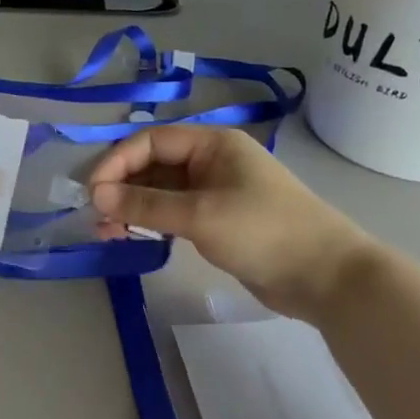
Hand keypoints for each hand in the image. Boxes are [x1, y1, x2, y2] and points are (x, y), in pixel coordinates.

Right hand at [86, 126, 378, 321]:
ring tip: (107, 232)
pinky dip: (152, 223)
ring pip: (161, 192)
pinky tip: (133, 237)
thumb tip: (98, 196)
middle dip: (122, 188)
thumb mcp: (200, 215)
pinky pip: (174, 213)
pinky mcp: (218, 220)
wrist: (326, 277)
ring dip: (133, 208)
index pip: (151, 141)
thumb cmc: (263, 232)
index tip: (93, 192)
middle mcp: (212, 161)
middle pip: (154, 165)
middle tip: (97, 217)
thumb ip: (146, 205)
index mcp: (212, 144)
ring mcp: (216, 192)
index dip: (118, 162)